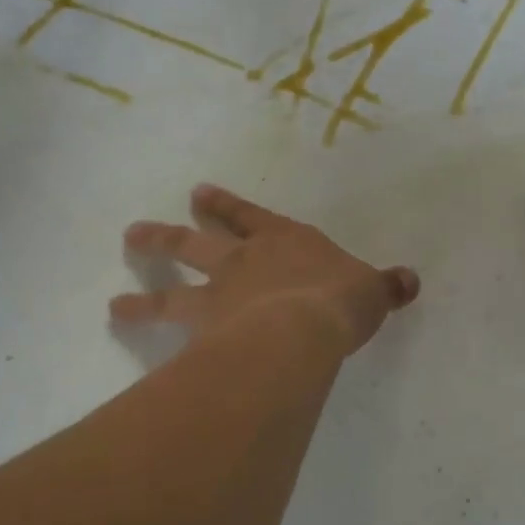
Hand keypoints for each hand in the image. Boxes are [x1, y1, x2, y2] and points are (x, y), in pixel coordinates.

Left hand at [111, 184, 420, 357]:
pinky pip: (167, 328)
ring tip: (114, 302)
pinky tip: (121, 328)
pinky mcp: (205, 328)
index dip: (225, 206)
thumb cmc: (339, 300)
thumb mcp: (372, 291)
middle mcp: (244, 261)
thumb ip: (386, 286)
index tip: (197, 195)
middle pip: (199, 244)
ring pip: (174, 287)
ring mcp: (219, 294)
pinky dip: (144, 326)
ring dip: (145, 289)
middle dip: (169, 238)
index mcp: (285, 241)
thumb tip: (411, 280)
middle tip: (135, 233)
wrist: (302, 329)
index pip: (250, 216)